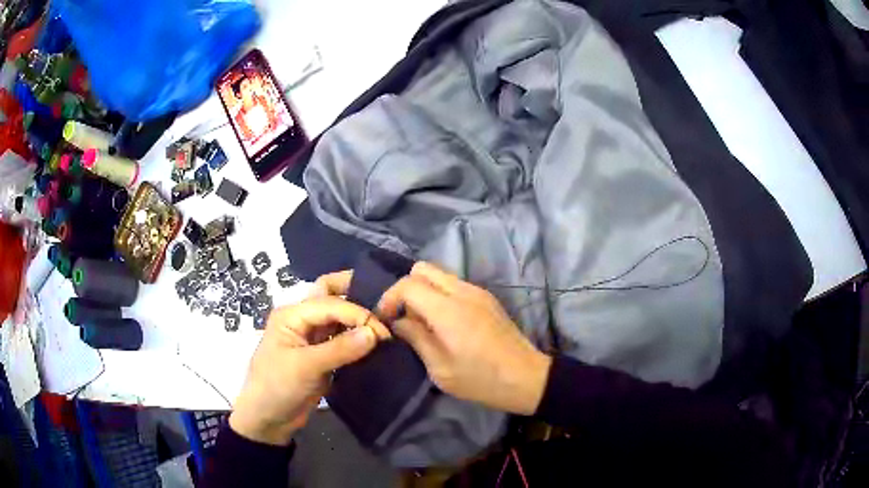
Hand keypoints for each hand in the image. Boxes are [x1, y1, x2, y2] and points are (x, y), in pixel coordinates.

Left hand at [230, 297, 389, 445]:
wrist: (268, 419)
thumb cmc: (277, 387)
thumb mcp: (305, 367)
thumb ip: (340, 349)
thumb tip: (375, 333)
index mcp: (292, 315)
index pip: (331, 303)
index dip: (358, 314)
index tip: (383, 332)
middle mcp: (302, 320)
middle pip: (330, 295)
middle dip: (355, 294)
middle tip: (385, 303)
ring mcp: (312, 338)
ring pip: (339, 318)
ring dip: (359, 319)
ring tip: (387, 323)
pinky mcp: (321, 355)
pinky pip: (342, 339)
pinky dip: (358, 338)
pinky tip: (376, 342)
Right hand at [314, 263, 551, 415]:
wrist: (526, 378)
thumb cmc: (481, 380)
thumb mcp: (441, 369)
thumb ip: (417, 339)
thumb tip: (398, 321)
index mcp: (448, 310)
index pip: (408, 284)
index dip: (389, 298)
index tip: (385, 320)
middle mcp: (462, 291)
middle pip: (422, 269)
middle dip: (405, 288)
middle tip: (402, 316)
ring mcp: (477, 292)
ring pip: (439, 274)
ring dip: (423, 291)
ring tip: (421, 321)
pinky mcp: (487, 298)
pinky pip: (454, 284)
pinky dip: (440, 295)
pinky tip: (443, 322)